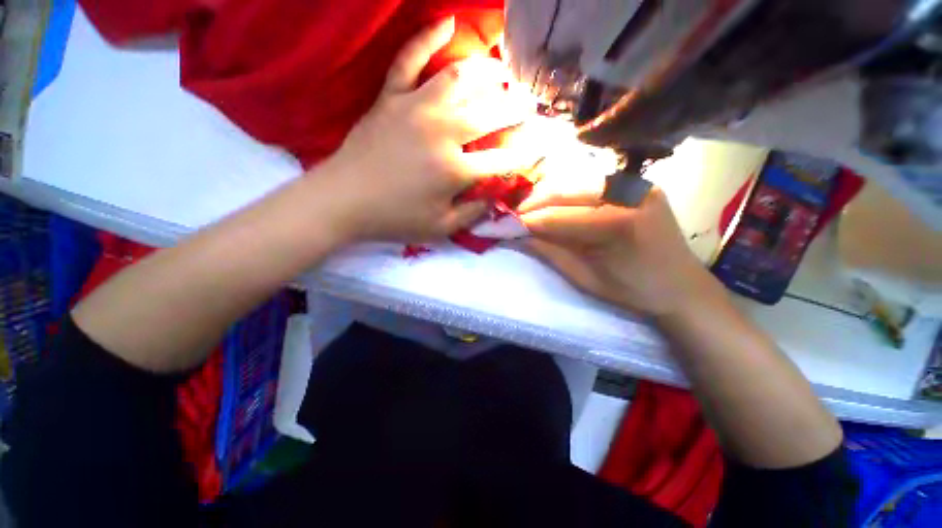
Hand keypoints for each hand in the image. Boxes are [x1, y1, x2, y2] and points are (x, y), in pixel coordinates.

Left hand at [320, 17, 539, 242]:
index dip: (522, 155)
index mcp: (455, 170)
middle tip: (527, 105)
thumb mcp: (439, 229)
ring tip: (502, 72)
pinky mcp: (391, 97)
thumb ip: (471, 215)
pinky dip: (428, 37)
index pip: (501, 159)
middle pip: (489, 113)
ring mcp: (415, 109)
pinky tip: (448, 22)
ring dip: (486, 72)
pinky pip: (410, 59)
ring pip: (459, 78)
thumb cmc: (394, 218)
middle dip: (515, 108)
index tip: (535, 148)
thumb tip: (493, 200)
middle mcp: (442, 133)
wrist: (344, 200)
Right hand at [521, 188, 717, 315]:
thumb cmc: (632, 290)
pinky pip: (594, 183)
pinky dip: (570, 192)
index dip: (530, 220)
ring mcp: (638, 184)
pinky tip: (557, 203)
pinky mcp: (639, 184)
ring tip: (531, 209)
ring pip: (578, 182)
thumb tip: (519, 236)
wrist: (681, 285)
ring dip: (550, 195)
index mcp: (619, 225)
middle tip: (515, 214)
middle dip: (536, 203)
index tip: (507, 224)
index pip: (560, 217)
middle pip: (568, 191)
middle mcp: (630, 194)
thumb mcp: (585, 278)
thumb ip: (550, 253)